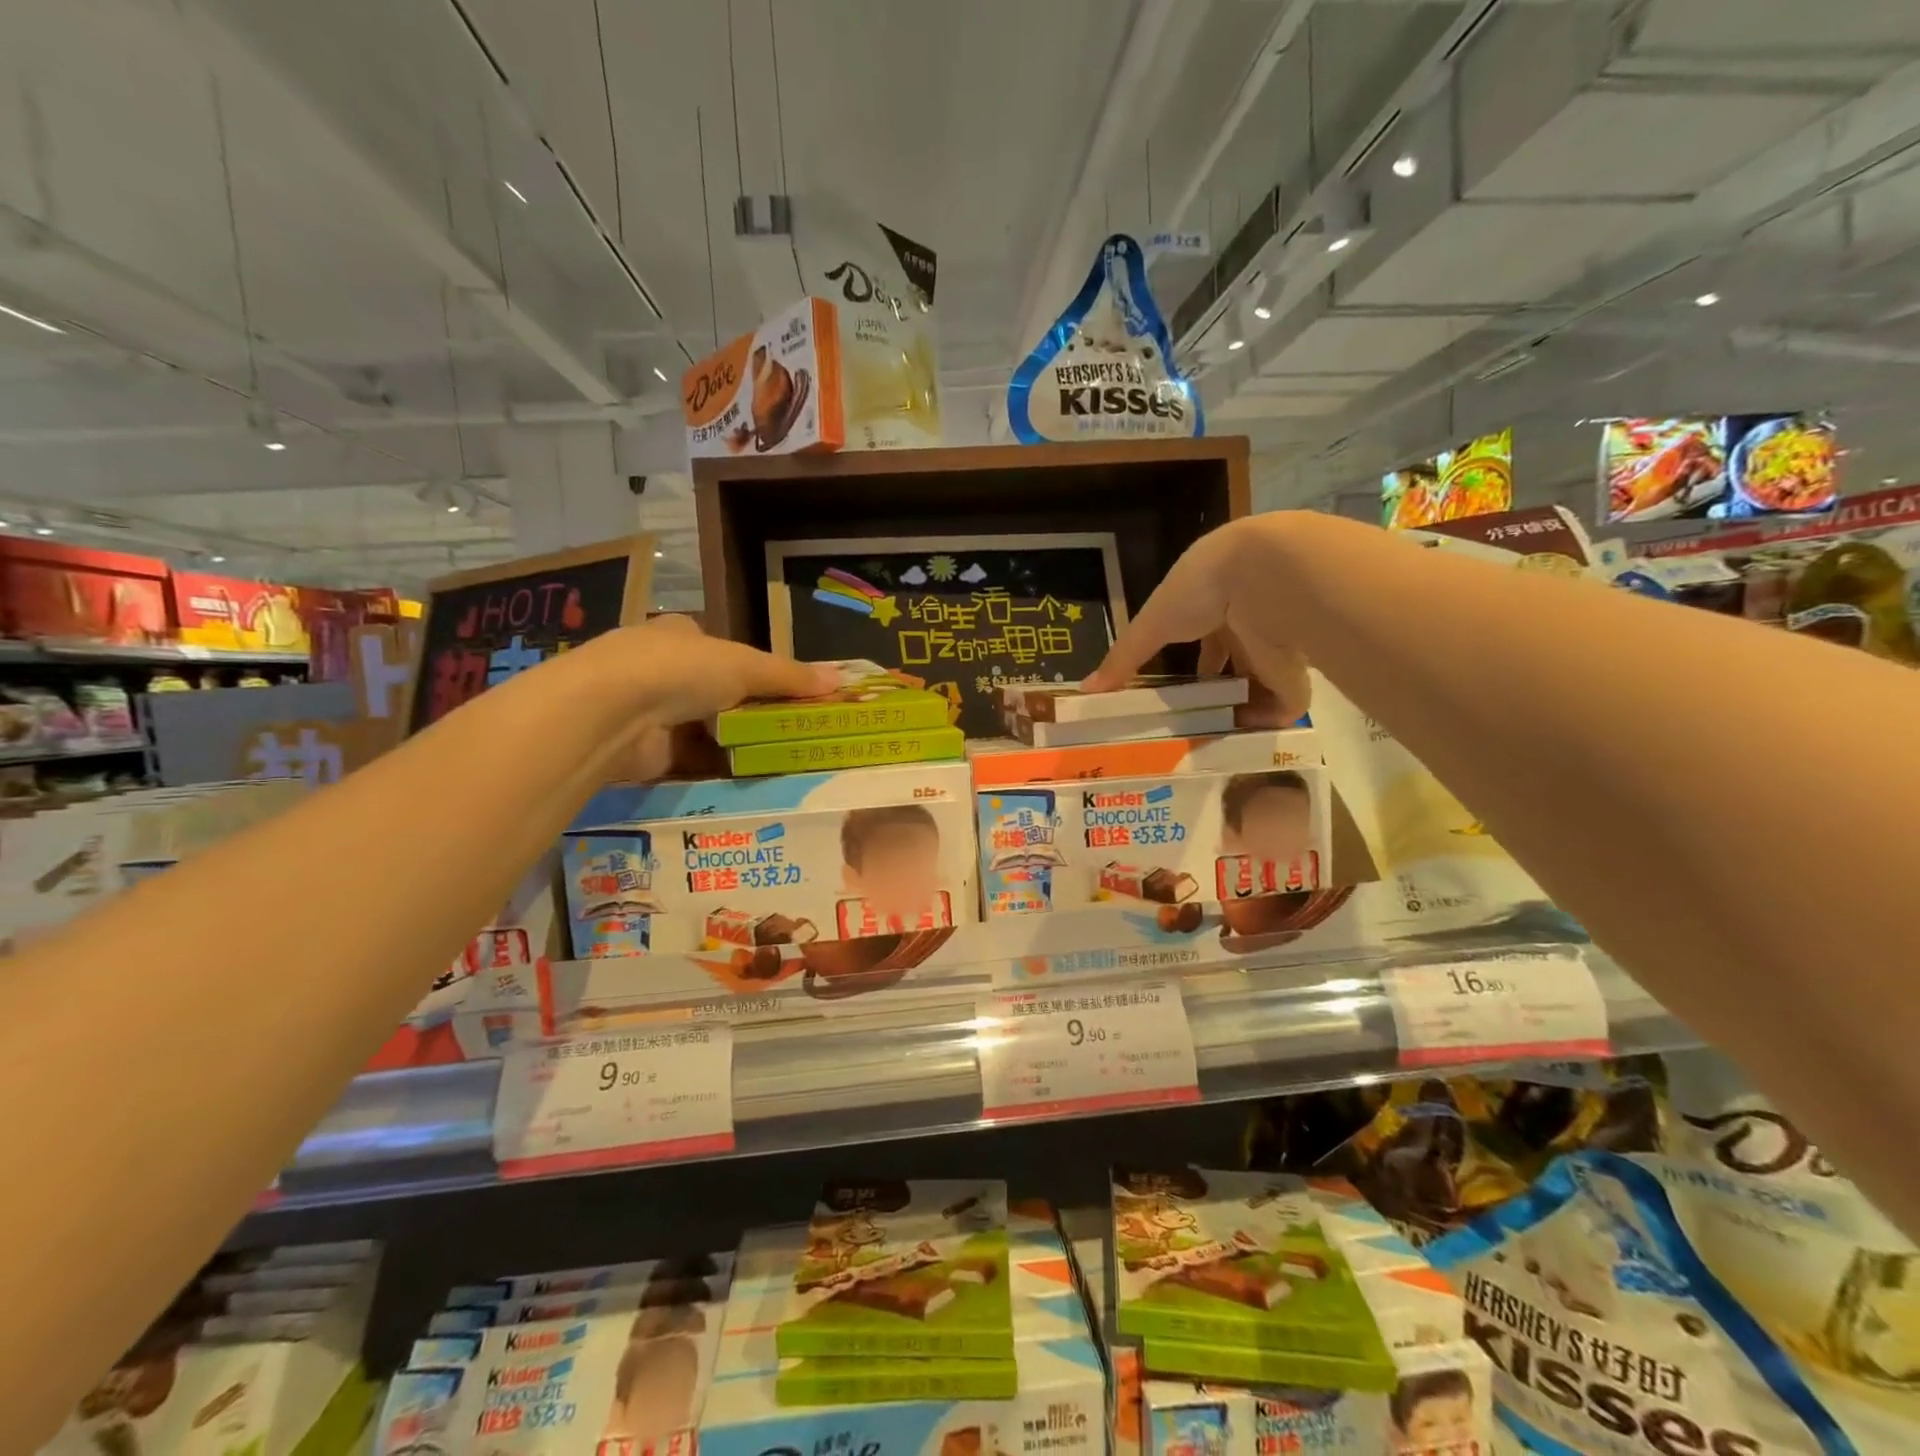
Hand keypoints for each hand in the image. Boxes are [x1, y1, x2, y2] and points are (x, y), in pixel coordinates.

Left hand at [582, 616, 838, 779]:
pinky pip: (691, 760)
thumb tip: (841, 679)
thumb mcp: (746, 666)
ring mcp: (648, 711)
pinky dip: (715, 768)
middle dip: (747, 711)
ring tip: (778, 759)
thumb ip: (790, 676)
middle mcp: (660, 668)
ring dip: (733, 742)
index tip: (786, 693)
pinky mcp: (644, 751)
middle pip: (715, 692)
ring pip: (704, 728)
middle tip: (789, 731)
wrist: (611, 713)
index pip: (722, 650)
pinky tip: (746, 778)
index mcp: (680, 635)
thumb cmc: (680, 670)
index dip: (753, 669)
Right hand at [1083, 516, 1312, 724]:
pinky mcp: (1296, 673)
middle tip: (1189, 722)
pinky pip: (1282, 706)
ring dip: (1237, 710)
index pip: (1204, 635)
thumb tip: (1084, 690)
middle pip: (1232, 661)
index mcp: (1215, 602)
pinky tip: (1241, 745)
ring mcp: (1275, 647)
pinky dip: (1264, 725)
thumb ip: (1123, 659)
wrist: (1269, 580)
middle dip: (1215, 689)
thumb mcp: (1151, 625)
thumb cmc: (1200, 590)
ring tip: (1209, 741)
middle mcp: (1248, 621)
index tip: (1174, 689)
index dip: (1192, 660)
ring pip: (1257, 684)